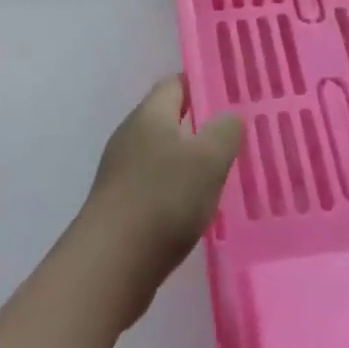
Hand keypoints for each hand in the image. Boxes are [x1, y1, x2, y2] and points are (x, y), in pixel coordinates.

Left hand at [73, 76, 243, 329]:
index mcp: (149, 115)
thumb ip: (225, 131)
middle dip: (201, 124)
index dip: (203, 84)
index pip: (175, 84)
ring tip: (225, 172)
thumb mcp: (208, 159)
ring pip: (163, 154)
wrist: (111, 264)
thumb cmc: (163, 199)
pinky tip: (198, 207)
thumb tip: (229, 116)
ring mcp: (121, 171)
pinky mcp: (120, 204)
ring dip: (190, 160)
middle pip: (168, 118)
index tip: (233, 93)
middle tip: (237, 135)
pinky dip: (177, 189)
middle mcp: (130, 136)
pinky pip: (155, 184)